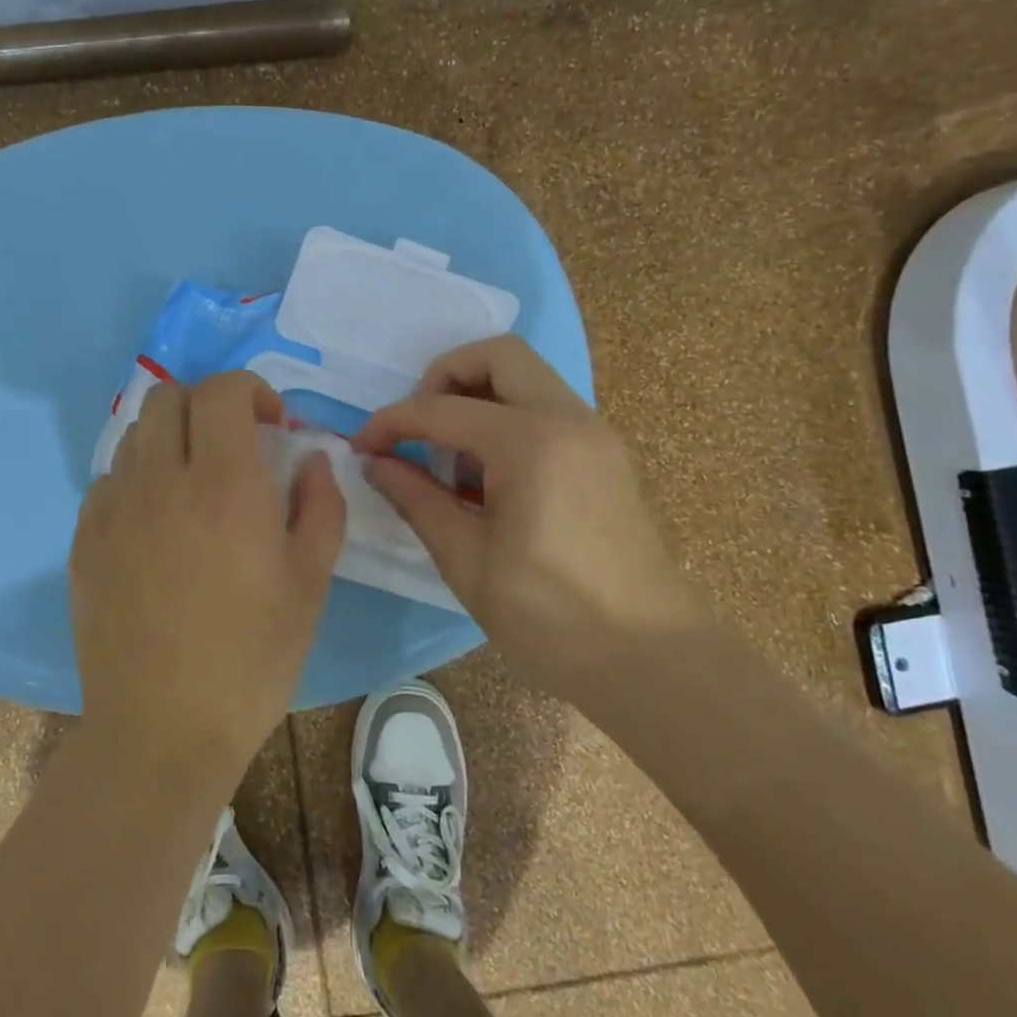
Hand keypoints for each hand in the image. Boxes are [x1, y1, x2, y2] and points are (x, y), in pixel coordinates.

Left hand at [69, 370, 345, 794]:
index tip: (272, 425)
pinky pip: (109, 480)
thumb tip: (310, 457)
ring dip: (171, 438)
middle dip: (207, 404)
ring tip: (194, 482)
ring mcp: (113, 508)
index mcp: (224, 485)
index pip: (223, 390)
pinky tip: (155, 524)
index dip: (251, 390)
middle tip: (233, 445)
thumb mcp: (310, 582)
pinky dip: (137, 479)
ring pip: (136, 433)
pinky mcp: (83, 538)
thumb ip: (320, 504)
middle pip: (169, 395)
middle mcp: (161, 480)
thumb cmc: (251, 658)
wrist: (161, 730)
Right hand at [353, 337, 704, 694]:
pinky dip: (509, 419)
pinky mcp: (606, 455)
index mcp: (531, 442)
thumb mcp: (466, 559)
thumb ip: (416, 499)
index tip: (362, 445)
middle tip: (419, 428)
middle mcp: (569, 418)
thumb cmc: (550, 617)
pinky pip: (548, 409)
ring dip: (479, 397)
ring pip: (527, 377)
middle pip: (498, 355)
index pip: (442, 409)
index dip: (392, 422)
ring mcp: (596, 433)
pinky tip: (491, 477)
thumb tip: (376, 464)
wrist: (653, 661)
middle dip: (445, 377)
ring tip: (453, 460)